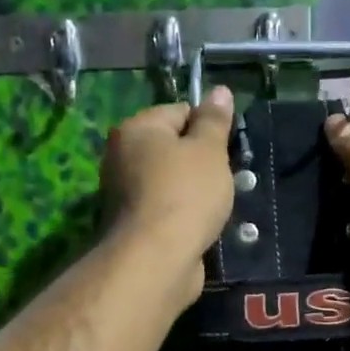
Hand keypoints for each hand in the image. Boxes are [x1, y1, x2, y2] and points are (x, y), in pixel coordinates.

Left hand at [101, 88, 236, 310]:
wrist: (157, 258)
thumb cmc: (186, 194)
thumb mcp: (209, 150)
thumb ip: (214, 120)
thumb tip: (219, 91)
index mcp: (136, 129)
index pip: (180, 112)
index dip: (208, 128)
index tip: (228, 149)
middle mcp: (121, 156)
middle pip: (173, 148)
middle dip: (201, 162)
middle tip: (226, 178)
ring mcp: (123, 194)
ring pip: (170, 182)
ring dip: (195, 191)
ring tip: (217, 206)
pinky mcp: (132, 226)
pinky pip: (166, 210)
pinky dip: (183, 215)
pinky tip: (200, 226)